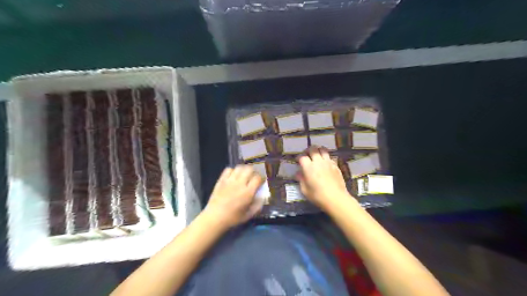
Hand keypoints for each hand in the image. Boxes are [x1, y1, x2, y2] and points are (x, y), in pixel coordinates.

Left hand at [203, 166, 265, 228]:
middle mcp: (240, 184)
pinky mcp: (221, 180)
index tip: (261, 182)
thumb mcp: (249, 215)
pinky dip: (232, 171)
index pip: (258, 178)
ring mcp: (229, 181)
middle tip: (253, 176)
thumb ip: (258, 205)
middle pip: (249, 169)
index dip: (261, 178)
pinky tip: (233, 176)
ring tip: (244, 174)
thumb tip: (262, 197)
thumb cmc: (233, 218)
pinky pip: (228, 169)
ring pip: (239, 167)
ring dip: (243, 170)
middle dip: (253, 171)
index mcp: (248, 192)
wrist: (215, 217)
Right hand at [296, 146, 352, 210]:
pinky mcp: (335, 165)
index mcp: (309, 167)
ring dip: (318, 150)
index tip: (298, 161)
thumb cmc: (318, 196)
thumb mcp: (305, 190)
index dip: (299, 158)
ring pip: (323, 149)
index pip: (302, 157)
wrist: (336, 198)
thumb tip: (298, 173)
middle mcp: (318, 162)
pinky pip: (329, 156)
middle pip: (313, 149)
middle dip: (308, 150)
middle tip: (306, 155)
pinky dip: (325, 157)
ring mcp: (328, 162)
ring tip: (316, 155)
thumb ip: (301, 180)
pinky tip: (325, 163)